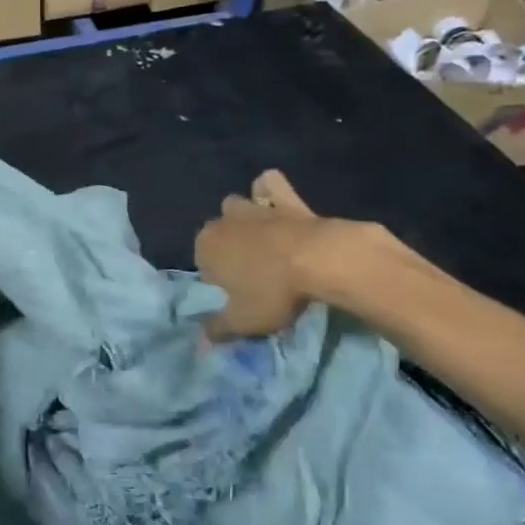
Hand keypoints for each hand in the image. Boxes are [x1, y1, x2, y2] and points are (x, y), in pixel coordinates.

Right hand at [194, 170, 327, 339]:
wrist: (321, 259)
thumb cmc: (274, 292)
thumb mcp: (243, 321)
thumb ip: (218, 329)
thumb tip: (202, 339)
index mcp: (206, 247)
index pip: (203, 265)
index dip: (219, 281)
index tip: (239, 296)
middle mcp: (223, 221)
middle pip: (218, 234)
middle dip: (228, 248)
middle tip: (253, 275)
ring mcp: (253, 206)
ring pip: (236, 206)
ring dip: (243, 219)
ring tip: (263, 243)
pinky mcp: (284, 198)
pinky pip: (269, 184)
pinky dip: (269, 190)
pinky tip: (276, 203)